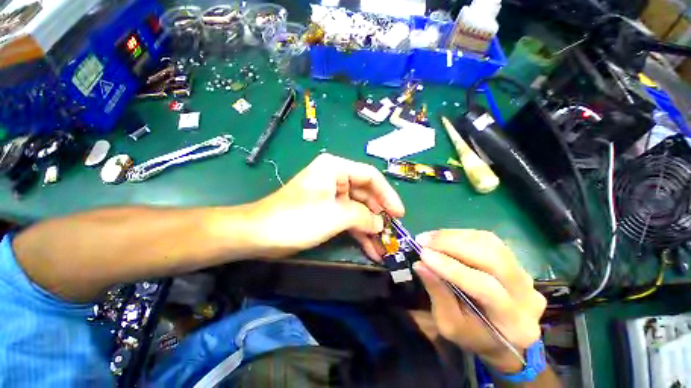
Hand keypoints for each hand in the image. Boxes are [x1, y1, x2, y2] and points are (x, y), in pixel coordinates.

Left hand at [248, 153, 404, 258]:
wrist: (259, 235)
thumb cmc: (297, 219)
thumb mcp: (335, 215)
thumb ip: (362, 216)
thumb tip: (380, 223)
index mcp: (335, 168)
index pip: (370, 176)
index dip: (387, 194)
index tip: (399, 214)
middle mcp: (335, 178)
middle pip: (365, 194)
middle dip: (378, 215)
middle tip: (391, 233)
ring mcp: (331, 196)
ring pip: (358, 209)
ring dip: (370, 228)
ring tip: (384, 246)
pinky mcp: (327, 211)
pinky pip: (347, 218)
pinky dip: (358, 232)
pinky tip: (370, 248)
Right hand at [413, 230, 546, 373]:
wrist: (503, 337)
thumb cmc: (473, 335)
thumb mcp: (450, 325)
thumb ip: (438, 295)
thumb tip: (421, 265)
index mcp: (514, 323)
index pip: (486, 288)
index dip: (452, 268)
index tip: (423, 255)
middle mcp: (527, 295)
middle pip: (493, 259)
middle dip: (453, 245)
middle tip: (424, 241)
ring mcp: (525, 274)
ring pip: (490, 244)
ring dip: (455, 237)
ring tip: (430, 238)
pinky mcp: (515, 260)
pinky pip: (488, 240)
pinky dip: (462, 235)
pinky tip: (444, 237)